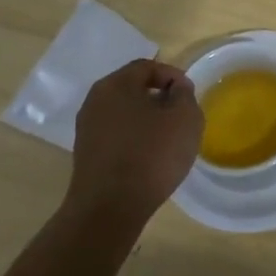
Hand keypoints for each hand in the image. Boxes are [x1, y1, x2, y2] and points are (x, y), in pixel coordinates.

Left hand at [62, 59, 202, 239]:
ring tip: (168, 138)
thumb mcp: (185, 117)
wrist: (109, 209)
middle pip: (133, 89)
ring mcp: (87, 129)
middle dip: (160, 98)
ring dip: (147, 120)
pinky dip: (134, 139)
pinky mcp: (86, 155)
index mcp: (116, 84)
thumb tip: (176, 89)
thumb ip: (184, 94)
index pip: (148, 67)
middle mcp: (95, 100)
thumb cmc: (151, 154)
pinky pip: (116, 135)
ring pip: (124, 113)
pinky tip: (149, 157)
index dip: (173, 76)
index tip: (189, 96)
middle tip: (181, 115)